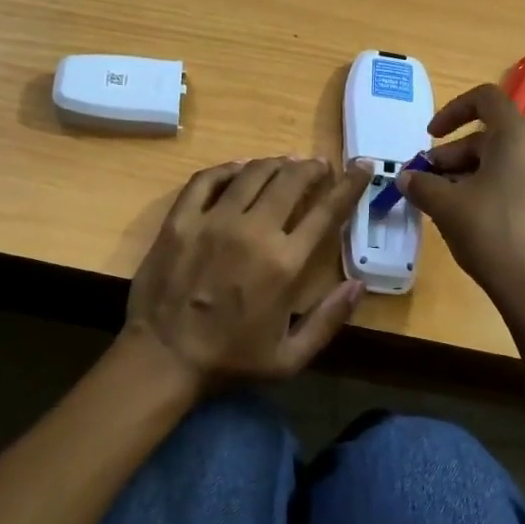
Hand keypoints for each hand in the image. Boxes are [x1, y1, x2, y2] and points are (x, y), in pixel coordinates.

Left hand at [124, 157, 372, 391]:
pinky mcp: (181, 219)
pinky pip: (207, 180)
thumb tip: (359, 285)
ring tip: (286, 163)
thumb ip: (328, 320)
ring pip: (252, 173)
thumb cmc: (230, 360)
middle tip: (319, 166)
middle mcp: (253, 231)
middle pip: (290, 180)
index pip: (327, 210)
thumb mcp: (290, 357)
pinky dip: (228, 168)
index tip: (362, 166)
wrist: (162, 358)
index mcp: (285, 263)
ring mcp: (213, 221)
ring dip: (275, 163)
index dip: (349, 184)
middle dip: (311, 167)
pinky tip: (239, 168)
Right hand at [399, 84, 524, 309]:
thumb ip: (421, 184)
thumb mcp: (446, 205)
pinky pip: (517, 182)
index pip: (485, 99)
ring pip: (502, 162)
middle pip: (489, 136)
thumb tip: (406, 177)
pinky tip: (467, 218)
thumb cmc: (490, 232)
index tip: (430, 136)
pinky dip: (489, 189)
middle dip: (451, 155)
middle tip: (425, 181)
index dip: (452, 110)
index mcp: (517, 136)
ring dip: (467, 174)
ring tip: (440, 202)